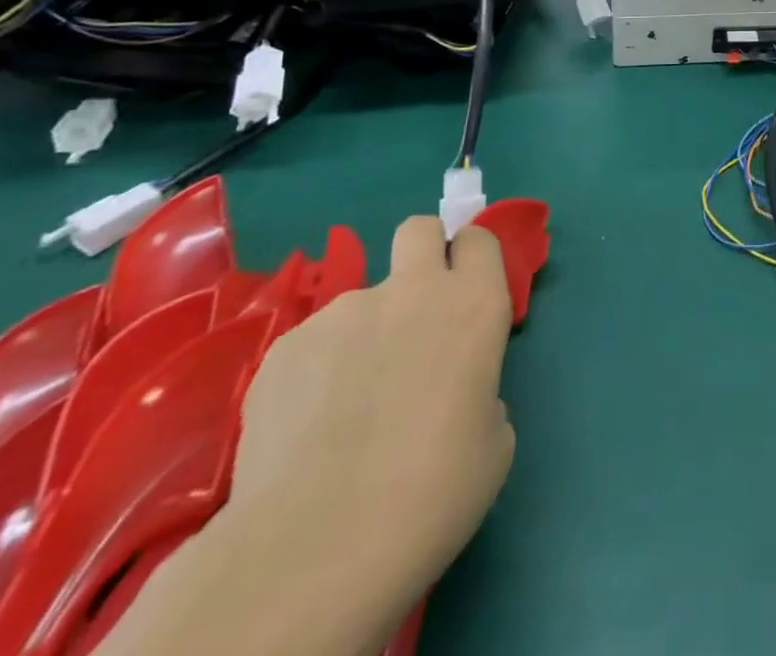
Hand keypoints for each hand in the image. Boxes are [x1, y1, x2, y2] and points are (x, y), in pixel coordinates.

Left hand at [218, 218, 516, 634]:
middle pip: (417, 230)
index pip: (479, 239)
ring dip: (362, 335)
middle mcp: (412, 292)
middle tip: (415, 310)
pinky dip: (315, 374)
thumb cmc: (434, 489)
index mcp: (474, 304)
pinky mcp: (283, 349)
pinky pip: (311, 346)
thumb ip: (479, 390)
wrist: (319, 545)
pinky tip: (306, 431)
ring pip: (359, 303)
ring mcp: (342, 314)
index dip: (471, 259)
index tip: (467, 291)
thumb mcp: (492, 437)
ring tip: (345, 408)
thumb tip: (452, 393)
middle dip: (421, 252)